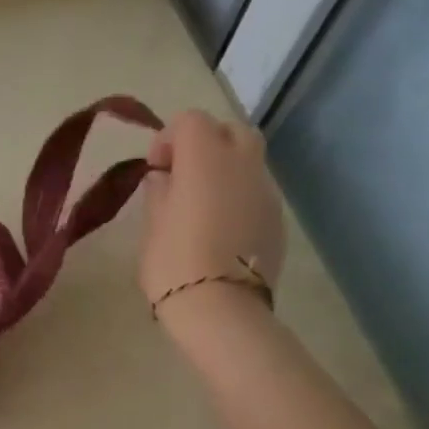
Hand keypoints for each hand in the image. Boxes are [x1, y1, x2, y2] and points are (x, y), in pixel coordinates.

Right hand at [137, 110, 285, 323]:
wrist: (220, 307)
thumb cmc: (173, 261)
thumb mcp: (152, 222)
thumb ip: (160, 190)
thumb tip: (165, 178)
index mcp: (205, 159)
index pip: (191, 120)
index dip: (168, 138)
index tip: (155, 169)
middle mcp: (242, 165)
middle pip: (230, 130)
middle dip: (205, 143)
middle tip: (181, 175)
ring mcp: (265, 191)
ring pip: (248, 159)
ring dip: (223, 168)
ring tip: (199, 203)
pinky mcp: (276, 217)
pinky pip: (255, 189)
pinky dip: (237, 194)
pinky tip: (219, 225)